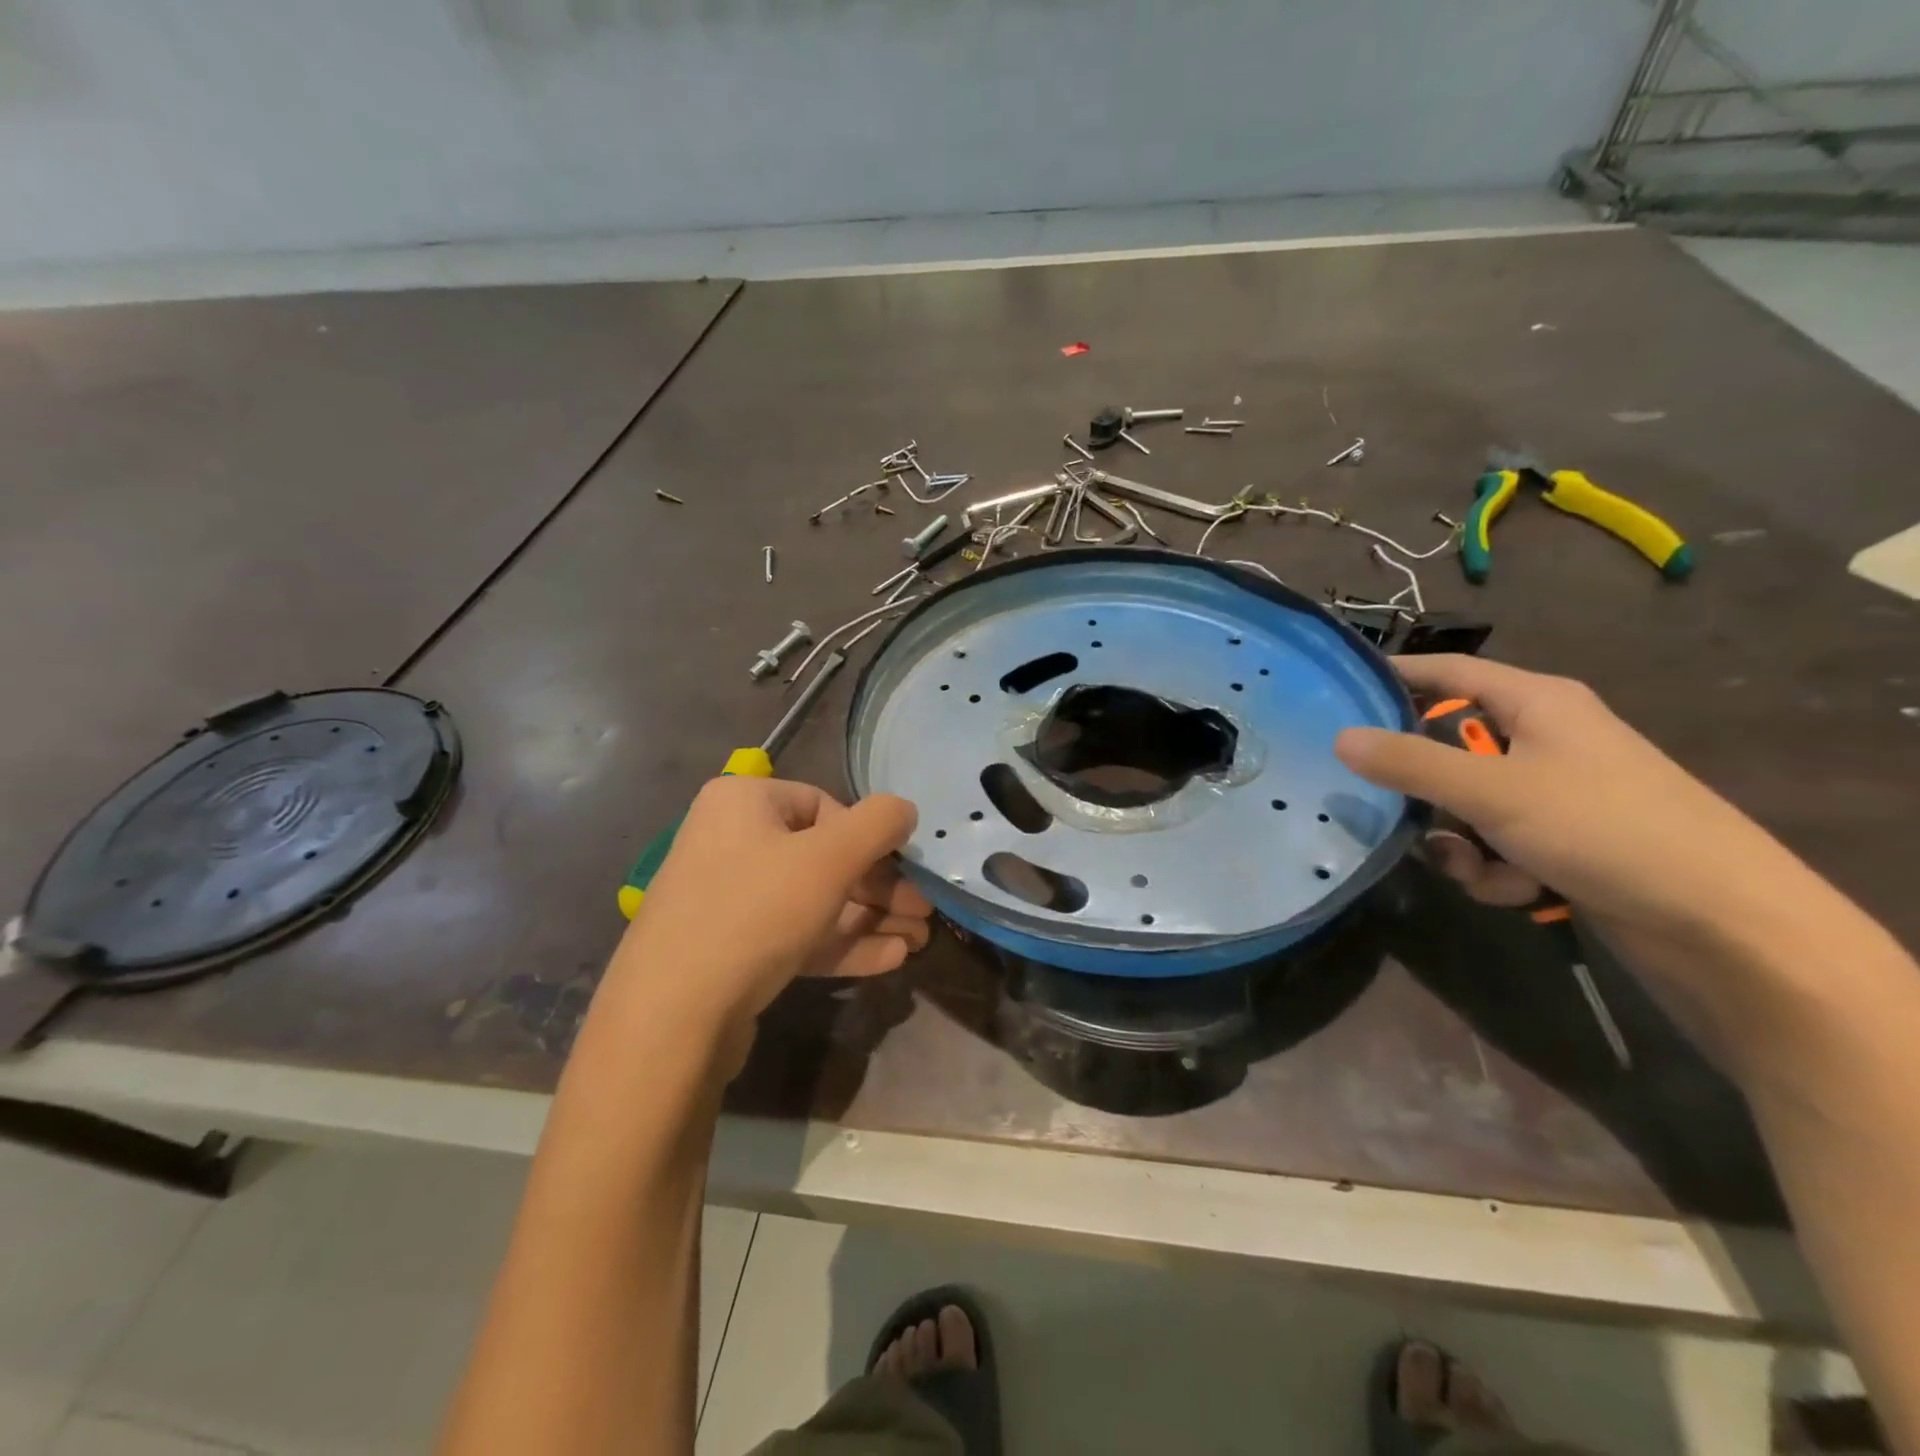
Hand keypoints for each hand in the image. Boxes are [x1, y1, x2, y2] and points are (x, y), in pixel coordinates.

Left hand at [602, 777, 931, 1064]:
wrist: (674, 1015)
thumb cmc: (756, 911)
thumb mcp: (829, 858)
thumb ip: (877, 825)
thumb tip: (905, 809)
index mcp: (742, 803)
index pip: (823, 805)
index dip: (867, 837)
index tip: (901, 869)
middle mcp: (730, 841)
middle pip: (823, 856)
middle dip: (879, 888)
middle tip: (923, 912)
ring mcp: (728, 899)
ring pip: (813, 901)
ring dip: (869, 919)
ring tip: (919, 942)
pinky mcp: (731, 949)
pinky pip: (794, 934)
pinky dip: (840, 943)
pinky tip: (889, 960)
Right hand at [1334, 655, 1807, 939]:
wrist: (1724, 925)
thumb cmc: (1604, 828)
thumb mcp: (1491, 790)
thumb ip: (1408, 763)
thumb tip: (1340, 737)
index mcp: (1538, 703)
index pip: (1448, 671)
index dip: (1395, 676)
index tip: (1338, 692)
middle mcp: (1545, 740)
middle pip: (1450, 745)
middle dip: (1421, 786)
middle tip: (1382, 802)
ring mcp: (1557, 794)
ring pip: (1467, 804)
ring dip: (1457, 840)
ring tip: (1474, 867)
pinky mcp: (1566, 842)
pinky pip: (1498, 843)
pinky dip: (1494, 868)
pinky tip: (1517, 890)